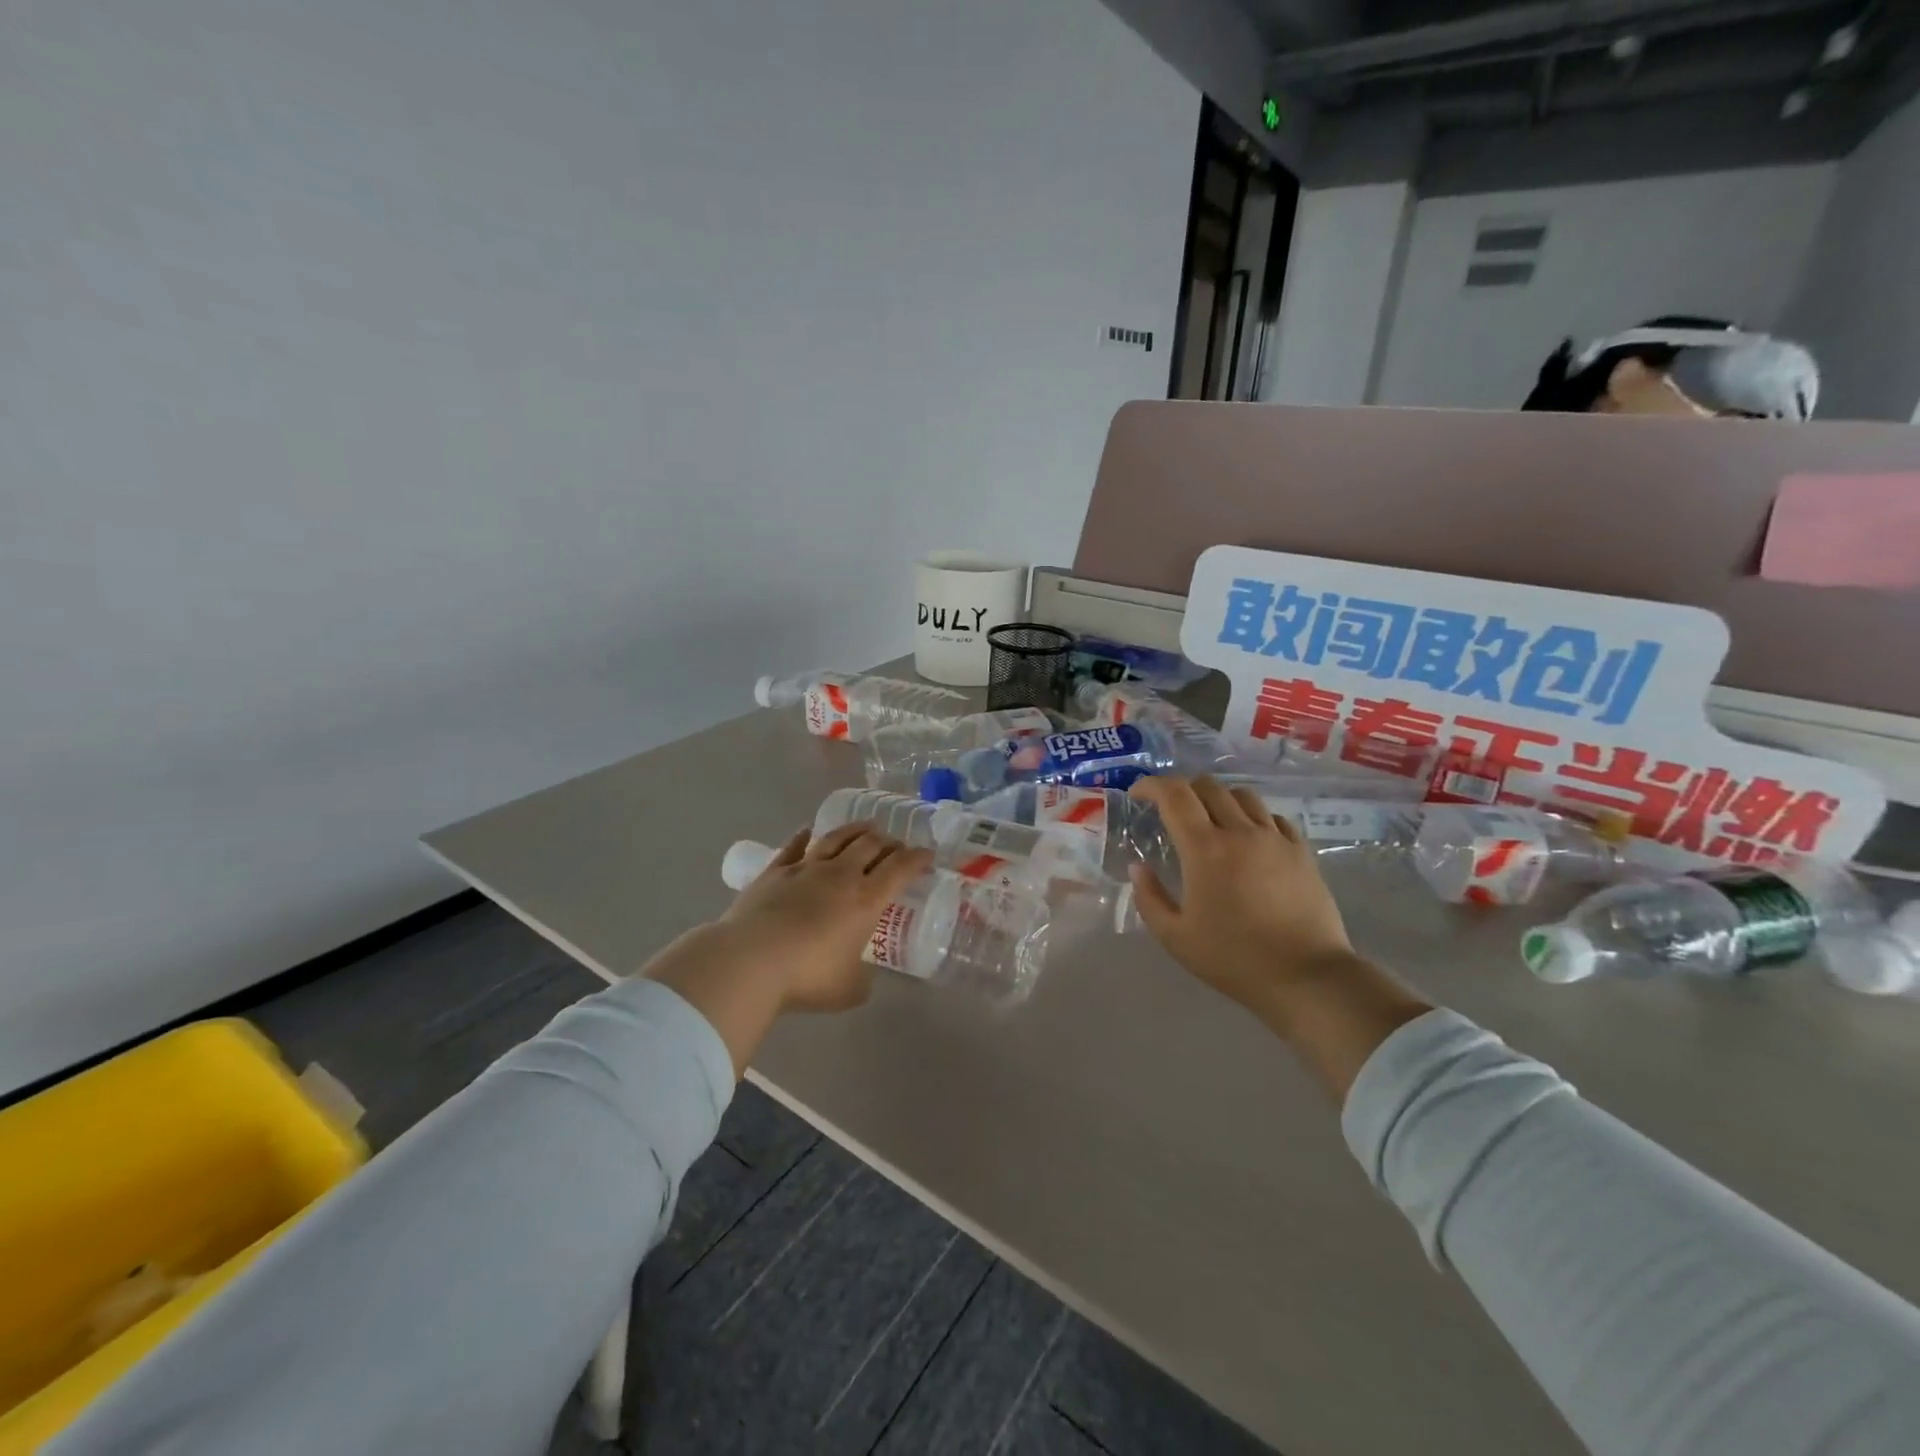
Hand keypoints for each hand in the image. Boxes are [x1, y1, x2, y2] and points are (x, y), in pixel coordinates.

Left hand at [644, 823, 933, 1077]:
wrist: (750, 960)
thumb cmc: (807, 976)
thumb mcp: (848, 989)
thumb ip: (861, 979)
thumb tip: (861, 976)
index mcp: (866, 899)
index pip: (900, 868)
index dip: (918, 858)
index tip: (928, 855)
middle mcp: (840, 875)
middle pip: (871, 845)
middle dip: (890, 842)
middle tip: (897, 846)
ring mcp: (806, 868)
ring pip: (837, 838)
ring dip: (857, 830)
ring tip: (867, 827)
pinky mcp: (775, 871)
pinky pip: (795, 845)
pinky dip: (806, 836)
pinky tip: (809, 830)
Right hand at [1126, 776, 1431, 1101]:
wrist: (1306, 977)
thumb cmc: (1233, 959)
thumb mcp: (1175, 937)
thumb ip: (1149, 897)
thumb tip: (1137, 866)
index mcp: (1204, 849)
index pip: (1174, 795)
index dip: (1151, 785)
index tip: (1138, 795)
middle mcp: (1240, 831)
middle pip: (1208, 786)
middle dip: (1182, 789)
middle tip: (1170, 811)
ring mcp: (1275, 839)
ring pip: (1243, 795)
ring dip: (1218, 799)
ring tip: (1211, 820)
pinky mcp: (1302, 852)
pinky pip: (1273, 817)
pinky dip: (1253, 817)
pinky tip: (1249, 838)